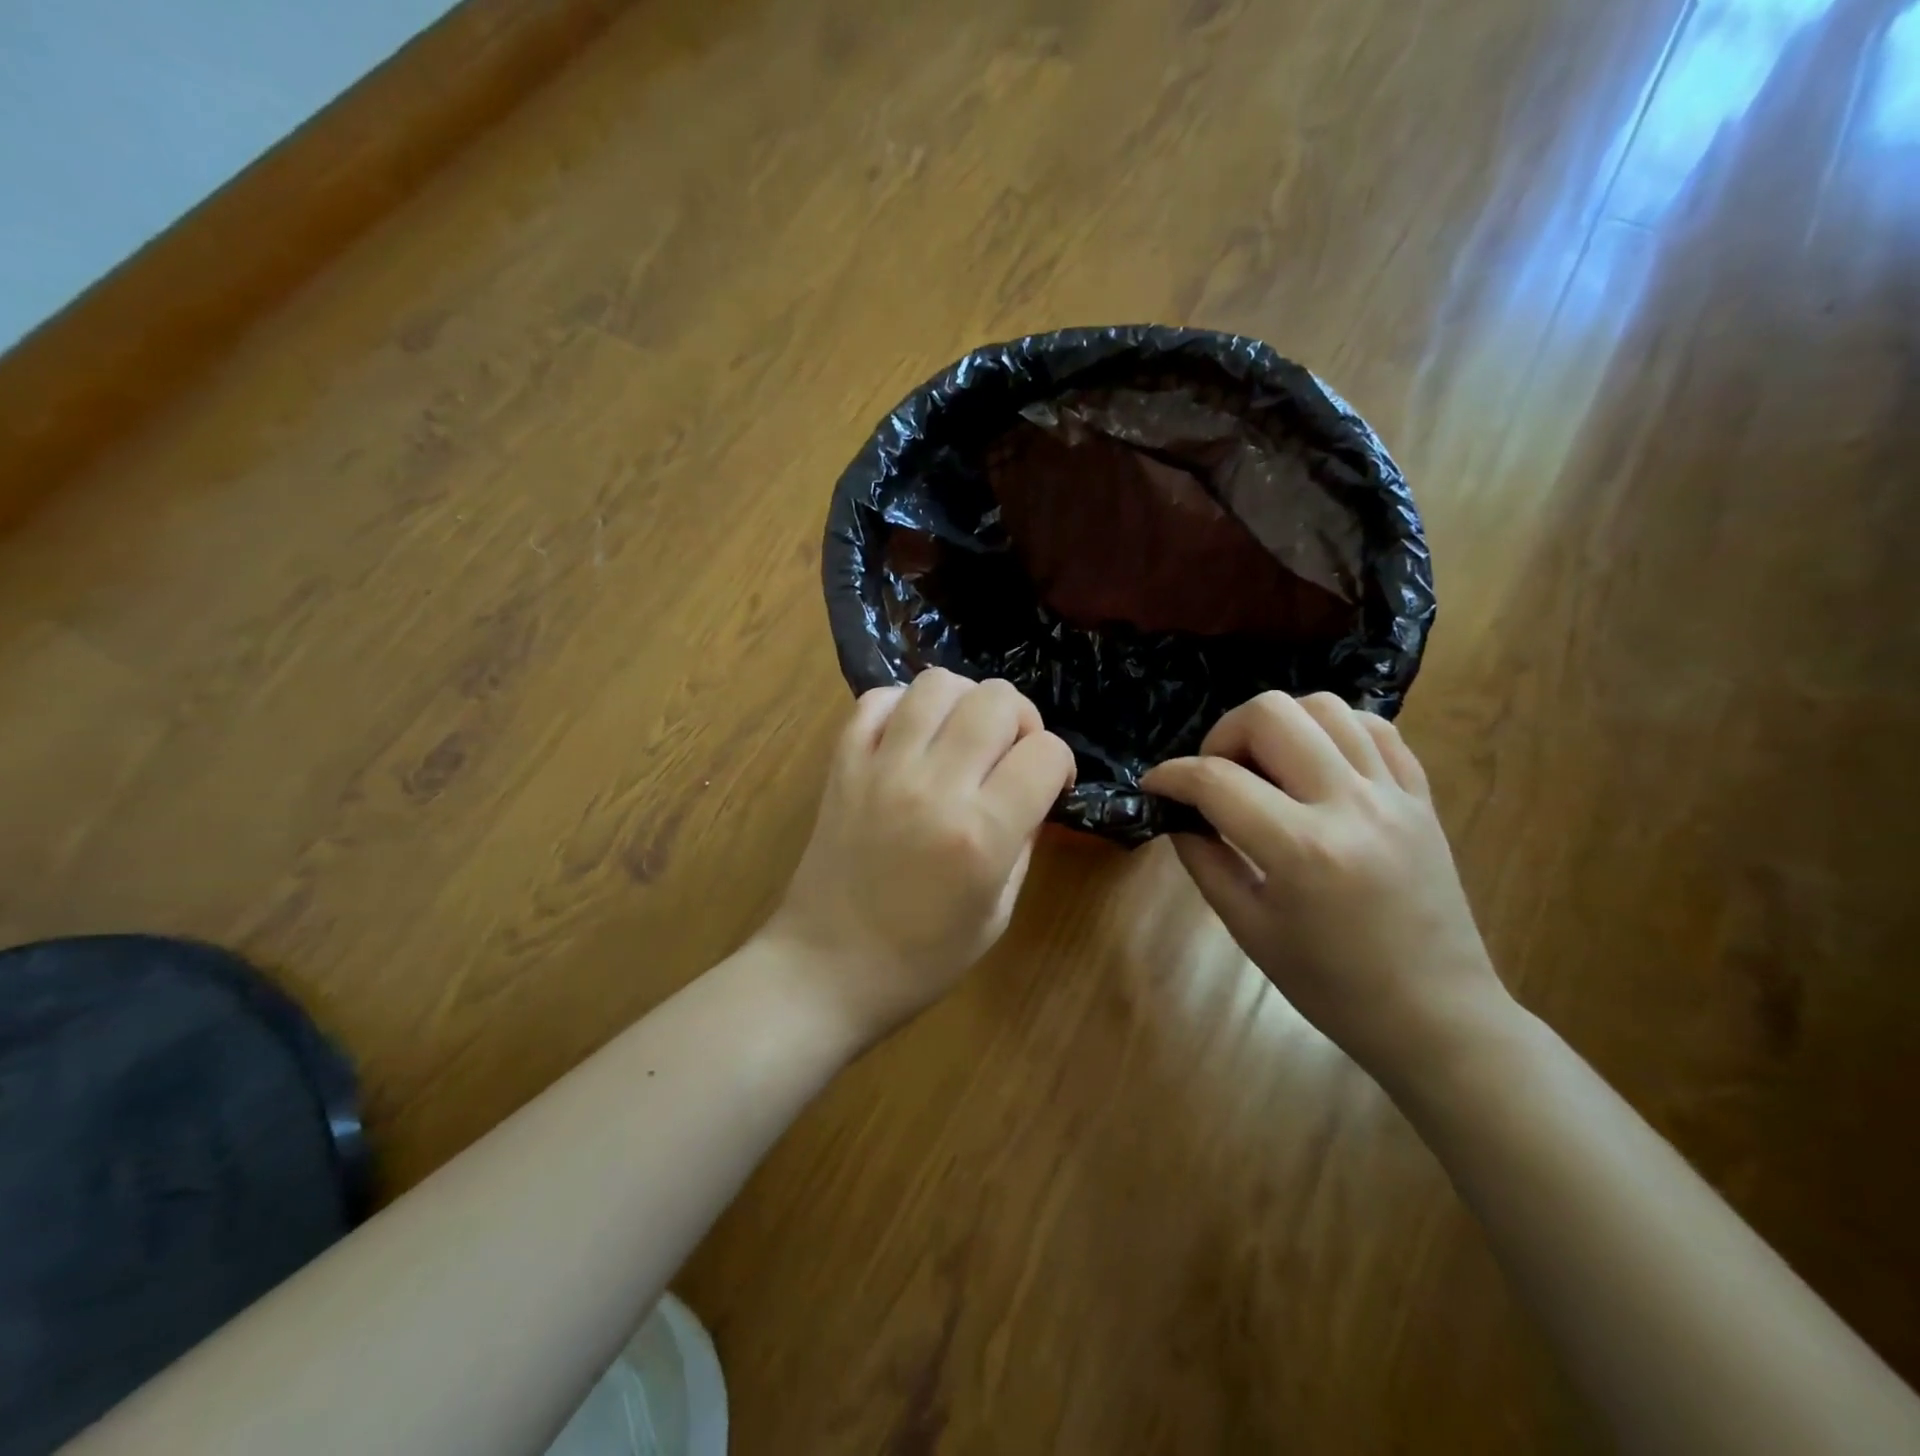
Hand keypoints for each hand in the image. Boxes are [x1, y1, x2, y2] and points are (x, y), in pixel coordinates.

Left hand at [765, 669, 1075, 1039]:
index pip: (1047, 751)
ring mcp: (881, 768)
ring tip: (962, 737)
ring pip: (938, 684)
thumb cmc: (922, 958)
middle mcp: (934, 786)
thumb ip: (1023, 839)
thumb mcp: (998, 911)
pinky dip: (904, 706)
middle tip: (1009, 755)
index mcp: (982, 833)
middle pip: (999, 699)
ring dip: (966, 702)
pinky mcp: (842, 763)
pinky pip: (877, 699)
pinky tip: (912, 738)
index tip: (1049, 785)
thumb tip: (1033, 789)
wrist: (826, 968)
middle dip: (1021, 720)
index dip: (1059, 764)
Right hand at [1143, 692, 1509, 1086]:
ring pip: (1325, 706)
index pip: (1215, 781)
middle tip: (1215, 775)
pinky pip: (1375, 729)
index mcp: (1302, 850)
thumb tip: (1178, 815)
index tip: (1154, 786)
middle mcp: (1350, 805)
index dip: (1170, 776)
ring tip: (1264, 767)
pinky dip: (1332, 730)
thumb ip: (1204, 860)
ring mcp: (1393, 795)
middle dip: (1223, 734)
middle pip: (1271, 714)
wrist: (1437, 1017)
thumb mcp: (1248, 928)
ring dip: (1278, 725)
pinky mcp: (1421, 797)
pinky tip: (1314, 762)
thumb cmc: (1332, 986)